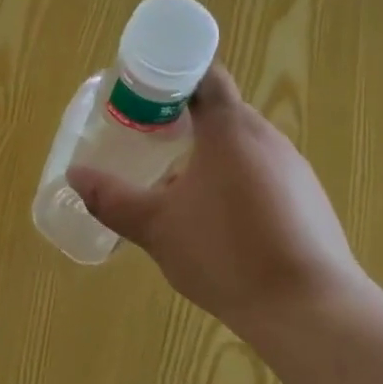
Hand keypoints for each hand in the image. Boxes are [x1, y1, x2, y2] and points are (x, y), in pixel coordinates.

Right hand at [66, 65, 375, 337]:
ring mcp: (294, 170)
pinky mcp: (308, 201)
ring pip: (242, 145)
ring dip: (209, 154)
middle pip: (222, 110)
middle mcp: (267, 138)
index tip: (141, 95)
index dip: (171, 76)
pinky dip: (234, 181)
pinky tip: (217, 221)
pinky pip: (262, 174)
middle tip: (147, 139)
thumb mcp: (156, 227)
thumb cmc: (225, 252)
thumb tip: (74, 176)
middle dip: (183, 119)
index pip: (204, 75)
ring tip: (176, 184)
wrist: (307, 308)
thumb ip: (111, 198)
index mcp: (231, 128)